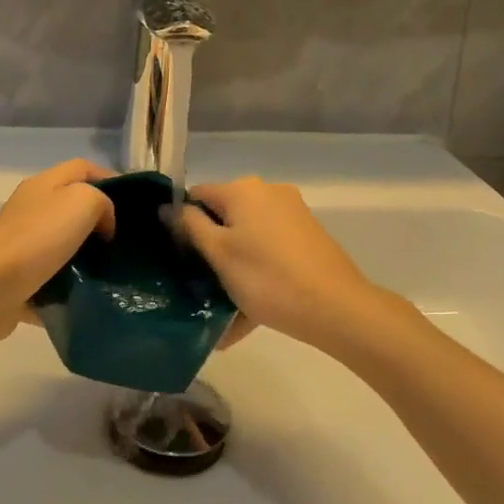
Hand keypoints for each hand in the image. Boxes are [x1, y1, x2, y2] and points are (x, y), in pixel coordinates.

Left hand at [0, 159, 116, 340]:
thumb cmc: (38, 237)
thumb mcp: (82, 202)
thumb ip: (102, 202)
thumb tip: (103, 224)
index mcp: (44, 184)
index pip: (83, 168)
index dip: (110, 180)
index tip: (134, 207)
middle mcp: (31, 209)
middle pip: (72, 206)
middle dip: (100, 222)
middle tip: (126, 243)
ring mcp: (21, 245)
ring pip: (63, 245)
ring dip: (85, 258)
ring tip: (112, 273)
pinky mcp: (18, 279)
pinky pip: (51, 280)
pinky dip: (68, 288)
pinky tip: (87, 298)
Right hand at [180, 177, 415, 354]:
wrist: (336, 308)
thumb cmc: (267, 278)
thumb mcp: (219, 253)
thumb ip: (190, 225)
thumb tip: (167, 206)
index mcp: (242, 189)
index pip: (197, 195)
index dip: (182, 222)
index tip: (178, 256)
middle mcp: (268, 192)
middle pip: (224, 216)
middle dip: (210, 248)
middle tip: (199, 284)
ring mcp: (292, 213)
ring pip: (248, 237)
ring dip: (233, 266)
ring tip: (222, 309)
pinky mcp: (307, 236)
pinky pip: (269, 250)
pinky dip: (256, 273)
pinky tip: (247, 314)